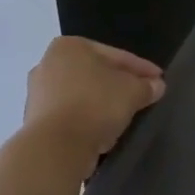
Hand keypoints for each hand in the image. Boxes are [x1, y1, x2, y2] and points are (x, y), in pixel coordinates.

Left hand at [21, 37, 165, 161]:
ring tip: (126, 116)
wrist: (56, 147)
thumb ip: (146, 86)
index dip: (142, 68)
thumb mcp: (133, 91)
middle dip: (119, 85)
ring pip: (83, 95)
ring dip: (103, 104)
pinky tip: (105, 131)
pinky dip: (88, 120)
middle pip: (96, 74)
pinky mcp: (35, 121)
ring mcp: (38, 94)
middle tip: (143, 96)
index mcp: (70, 47)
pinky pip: (72, 115)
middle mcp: (48, 64)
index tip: (159, 80)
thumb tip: (156, 86)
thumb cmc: (96, 105)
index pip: (116, 56)